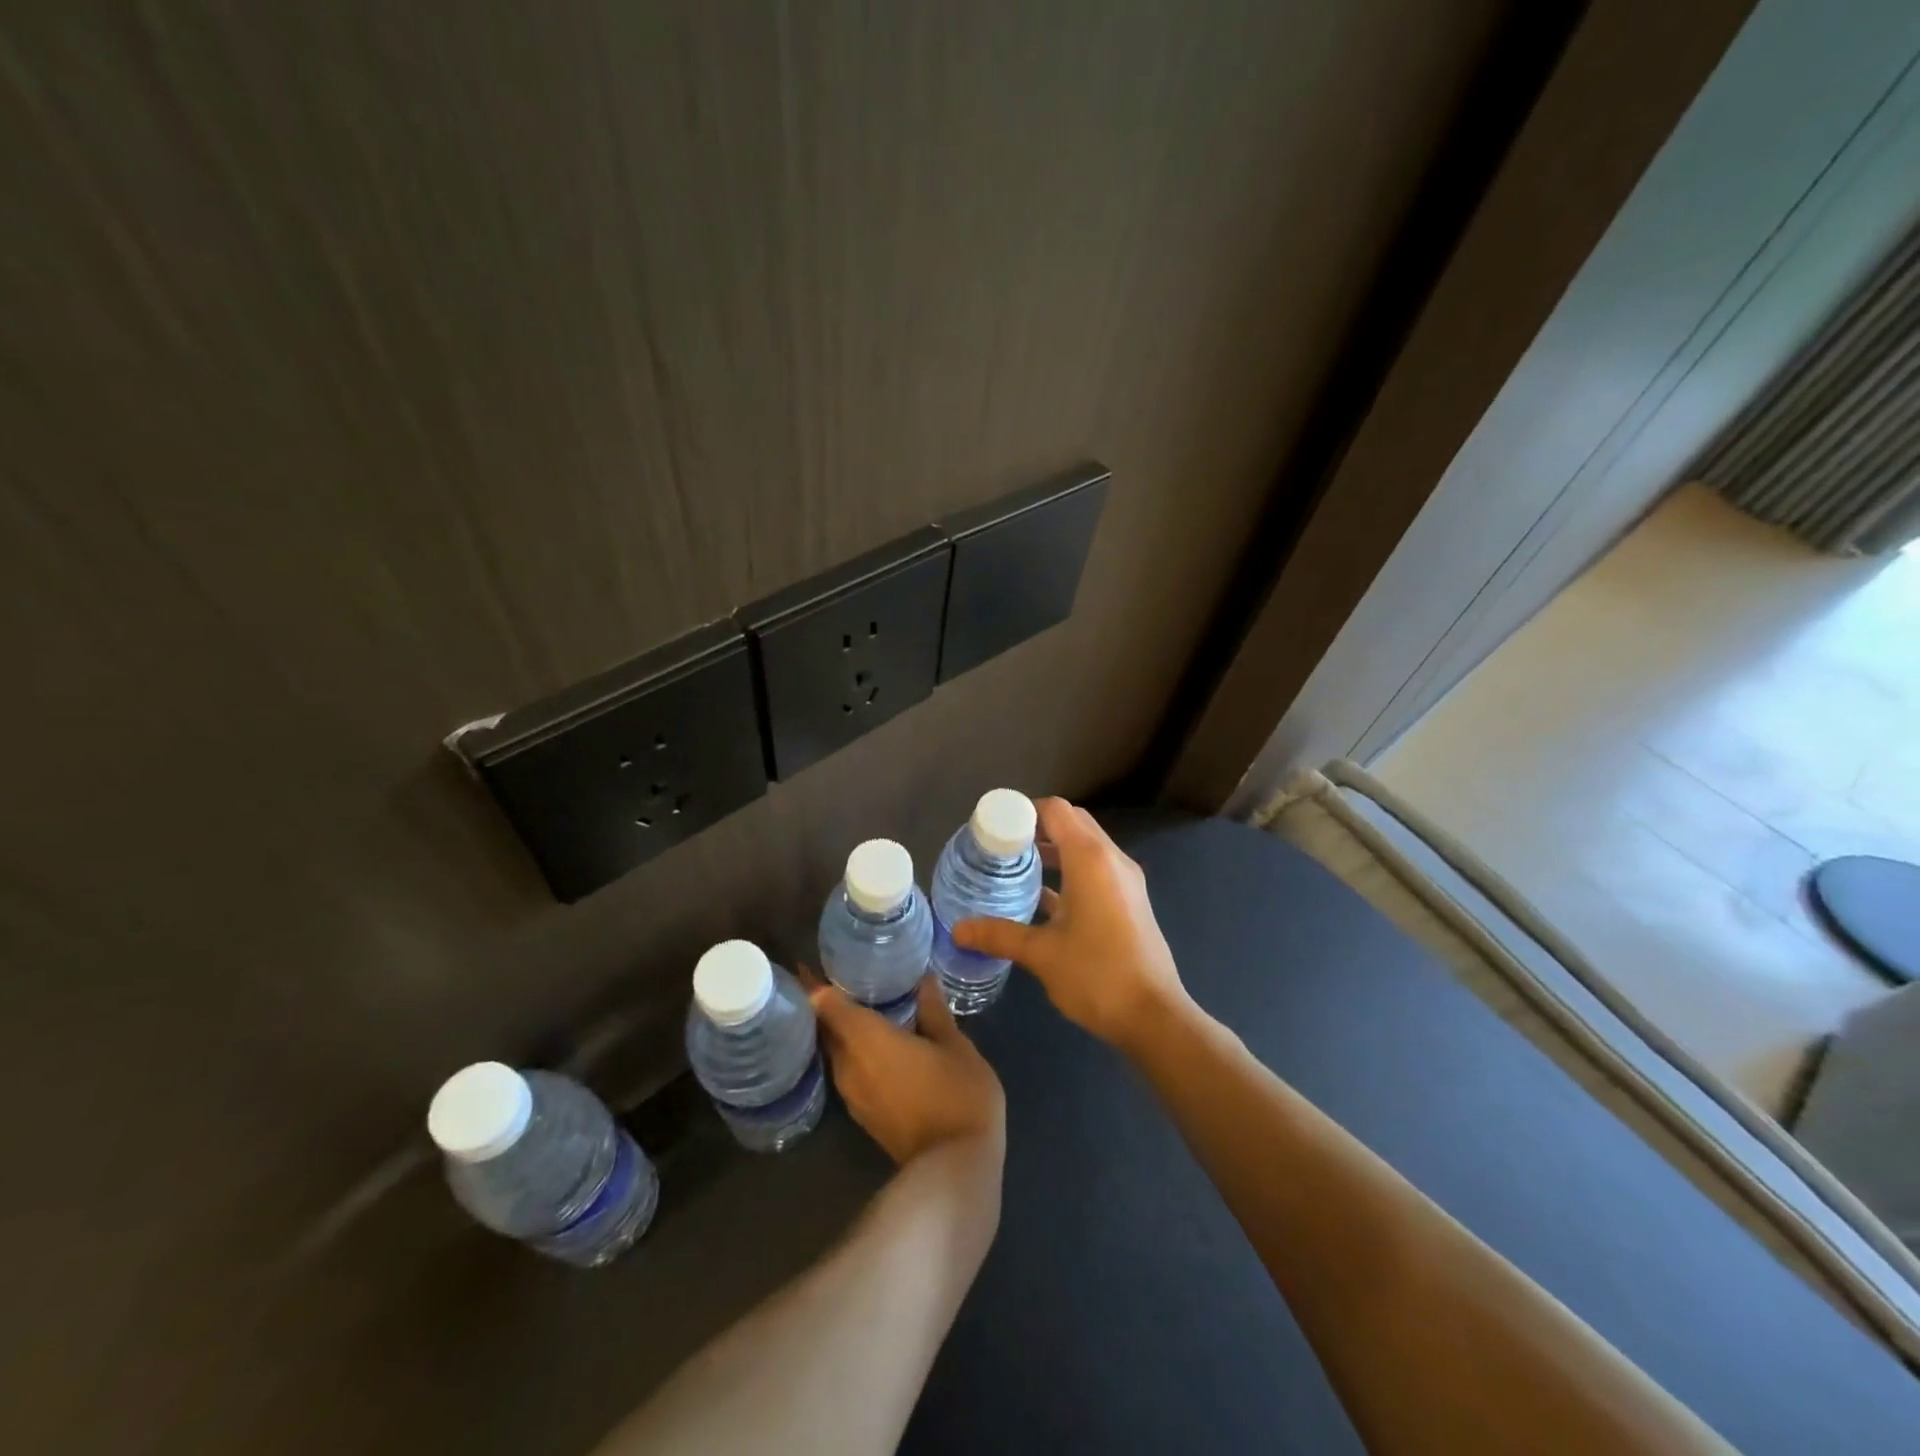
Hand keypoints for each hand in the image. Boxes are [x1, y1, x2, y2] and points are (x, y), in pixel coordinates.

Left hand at [803, 974, 1005, 1165]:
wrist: (954, 1169)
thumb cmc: (957, 1095)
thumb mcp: (955, 1046)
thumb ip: (935, 1011)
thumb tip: (924, 980)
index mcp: (866, 1038)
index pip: (824, 1003)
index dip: (813, 981)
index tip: (813, 961)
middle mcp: (849, 1064)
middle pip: (825, 1028)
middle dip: (826, 1003)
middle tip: (842, 975)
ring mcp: (853, 1094)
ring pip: (836, 1051)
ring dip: (841, 1030)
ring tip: (861, 1004)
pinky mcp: (863, 1115)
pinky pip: (848, 1070)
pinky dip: (854, 1051)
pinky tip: (876, 1042)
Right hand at [952, 797, 1188, 1051]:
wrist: (1154, 1016)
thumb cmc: (1097, 975)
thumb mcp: (1041, 954)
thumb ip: (998, 934)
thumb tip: (957, 929)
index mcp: (1090, 859)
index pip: (1055, 810)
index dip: (1024, 812)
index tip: (995, 830)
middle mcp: (1112, 859)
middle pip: (1072, 822)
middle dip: (1037, 828)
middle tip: (1003, 847)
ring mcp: (1125, 880)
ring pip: (1086, 846)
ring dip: (1055, 849)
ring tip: (1017, 868)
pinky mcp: (1130, 901)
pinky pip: (1096, 869)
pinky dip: (1071, 871)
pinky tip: (1043, 898)